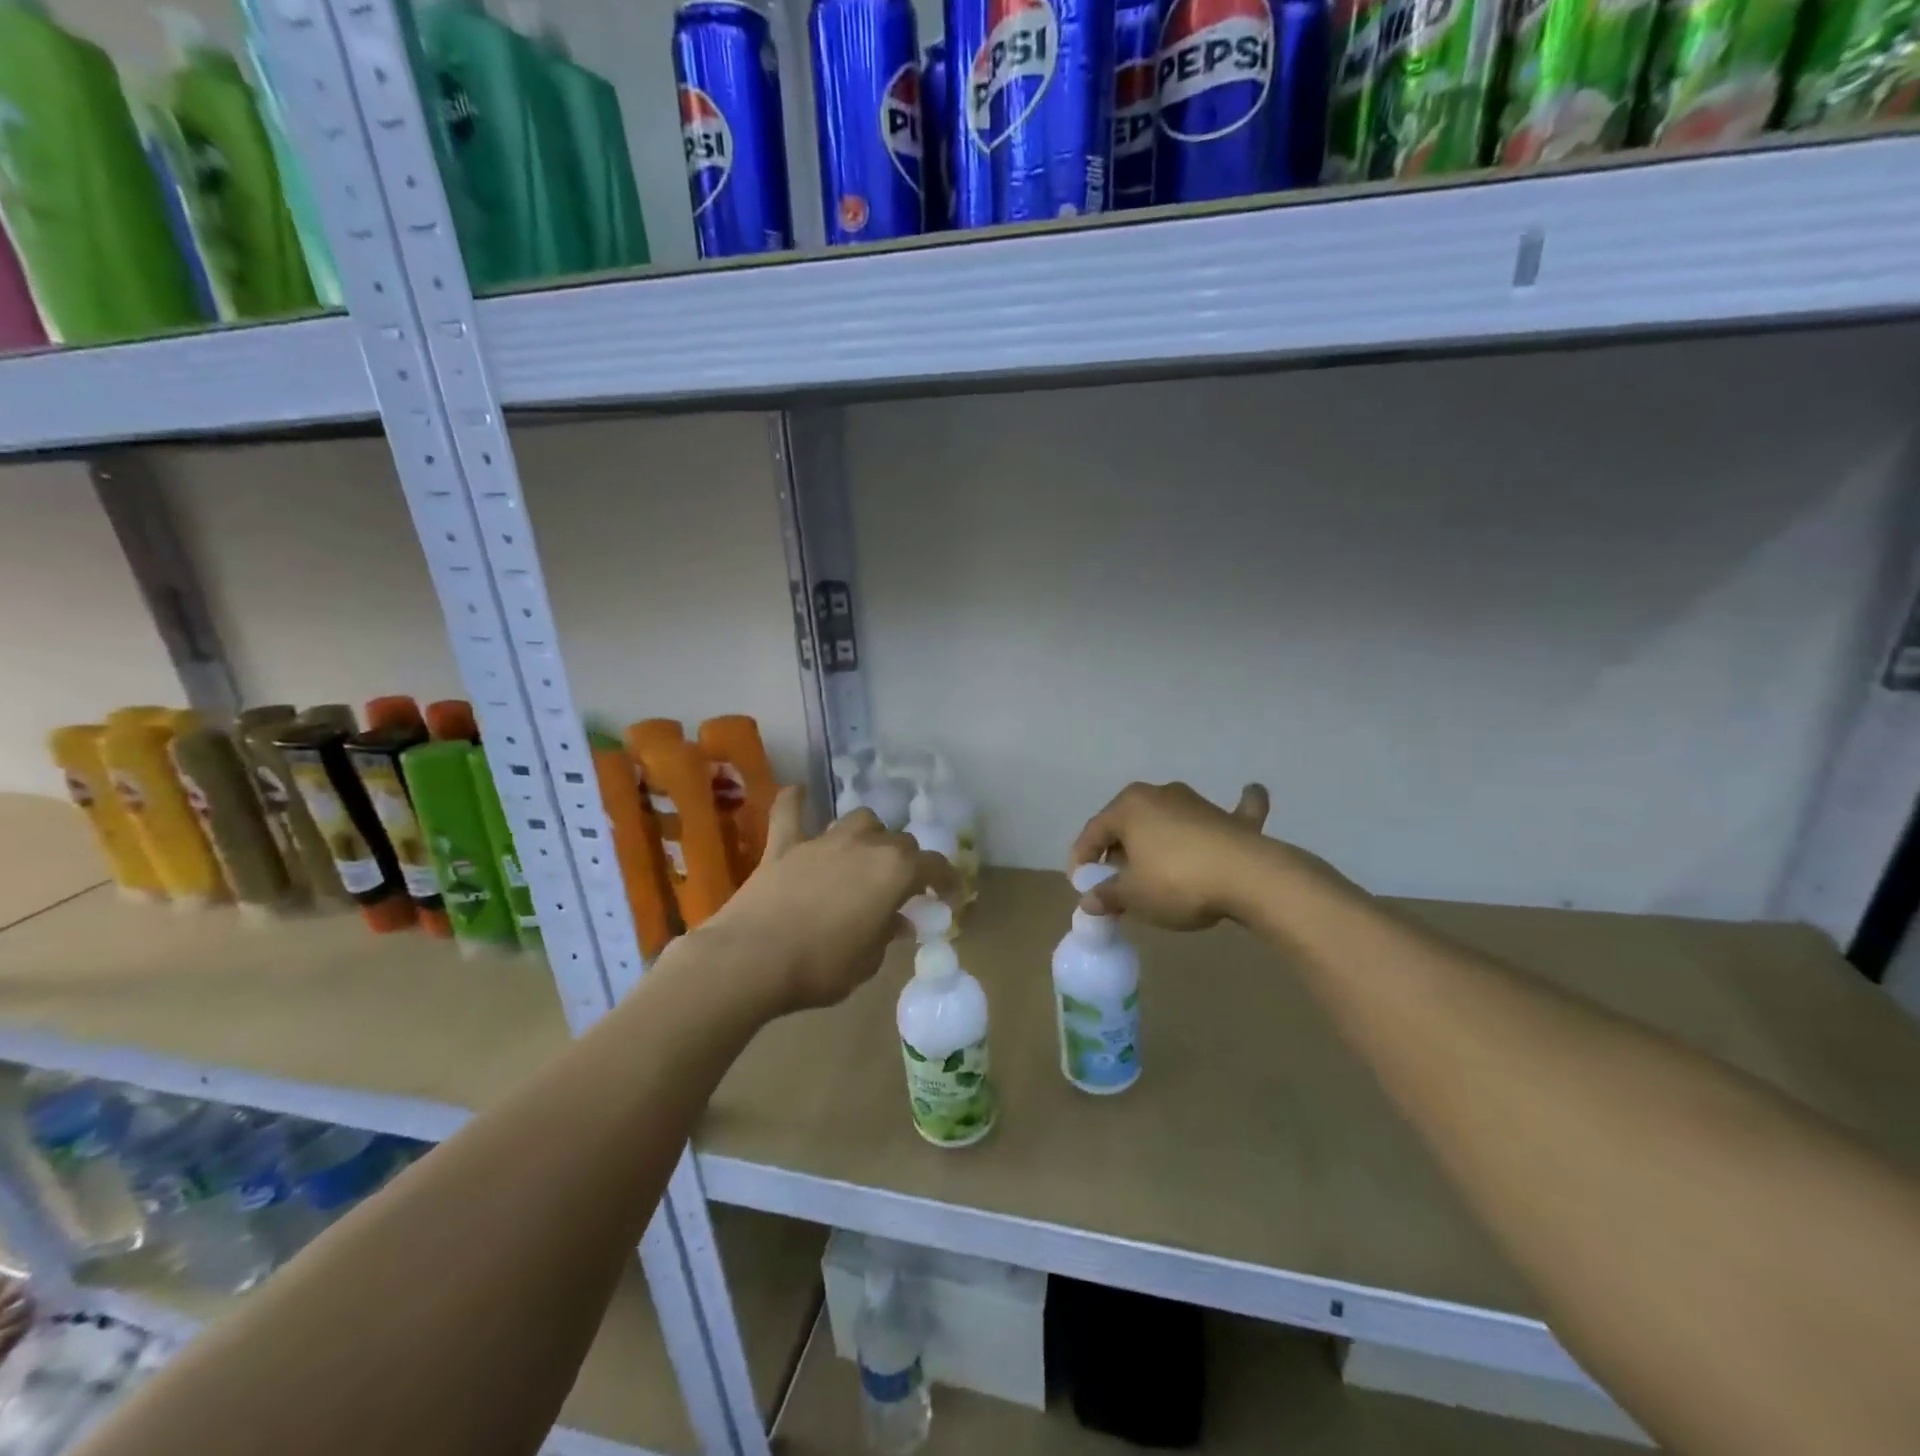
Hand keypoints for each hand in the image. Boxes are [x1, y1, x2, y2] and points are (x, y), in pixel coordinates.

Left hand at [705, 786, 956, 1015]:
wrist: (751, 960)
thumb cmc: (820, 967)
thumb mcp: (867, 962)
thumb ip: (886, 935)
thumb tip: (895, 922)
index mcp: (895, 872)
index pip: (935, 866)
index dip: (947, 881)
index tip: (948, 898)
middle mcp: (865, 845)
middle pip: (899, 842)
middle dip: (906, 862)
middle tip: (901, 888)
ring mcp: (823, 841)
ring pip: (859, 820)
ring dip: (868, 834)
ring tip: (864, 854)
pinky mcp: (784, 846)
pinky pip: (790, 812)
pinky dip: (796, 802)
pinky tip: (799, 793)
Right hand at [1068, 781, 1276, 930]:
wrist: (1248, 877)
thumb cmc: (1176, 881)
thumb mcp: (1133, 896)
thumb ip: (1107, 895)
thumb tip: (1089, 901)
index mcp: (1129, 806)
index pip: (1094, 831)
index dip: (1082, 859)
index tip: (1081, 886)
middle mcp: (1160, 794)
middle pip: (1129, 824)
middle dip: (1119, 852)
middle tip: (1116, 884)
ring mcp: (1199, 803)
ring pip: (1168, 821)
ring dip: (1157, 841)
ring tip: (1153, 870)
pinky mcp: (1233, 819)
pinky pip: (1230, 812)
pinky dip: (1235, 807)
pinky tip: (1249, 791)